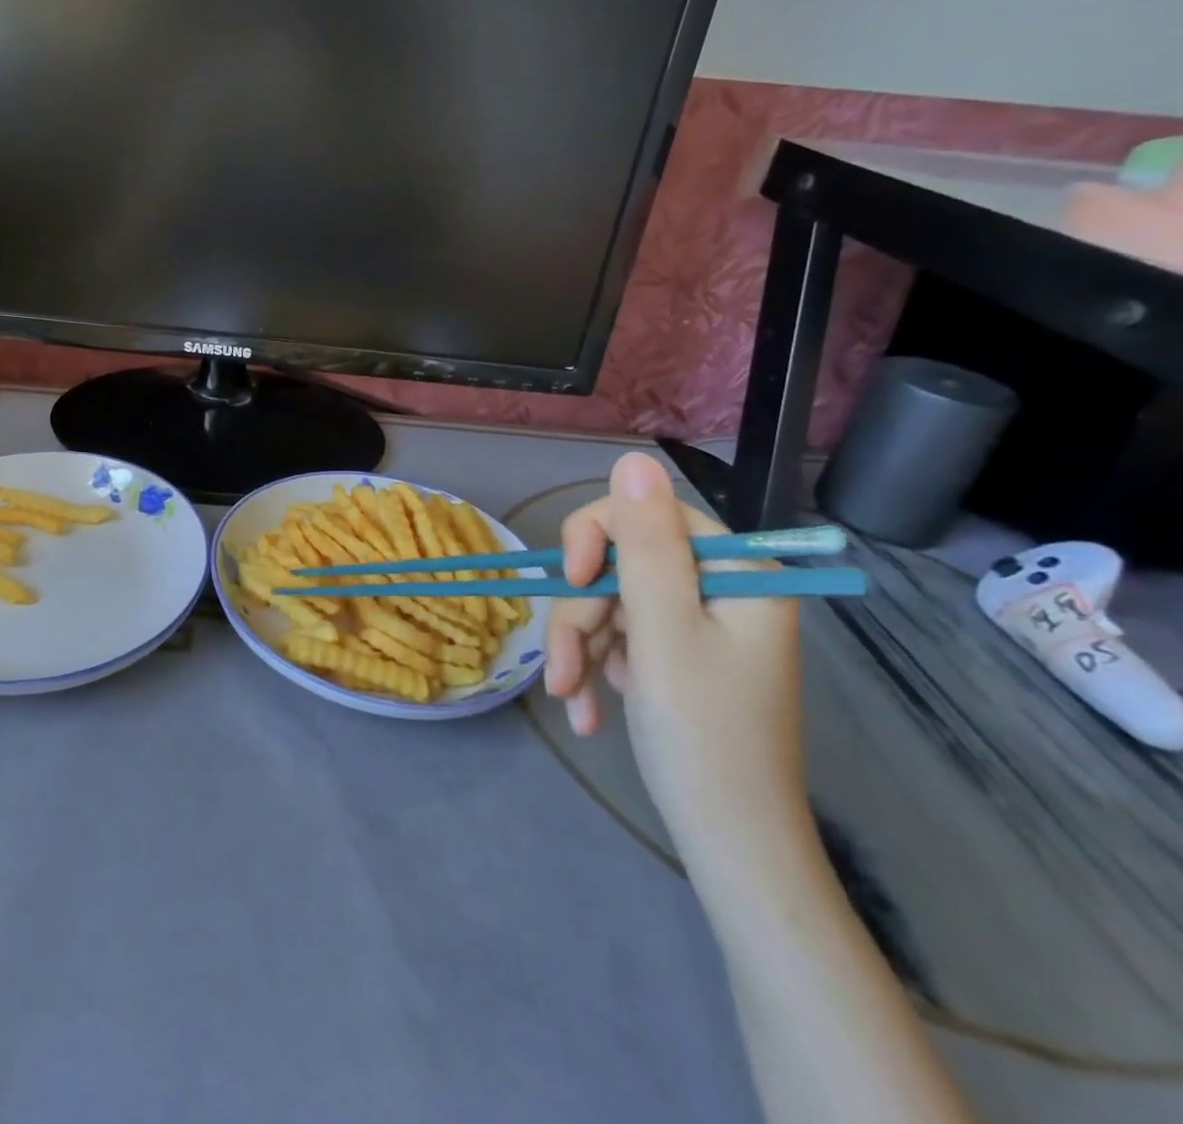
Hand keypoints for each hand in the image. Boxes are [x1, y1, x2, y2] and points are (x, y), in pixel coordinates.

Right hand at [543, 453, 806, 859]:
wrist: (729, 844)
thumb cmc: (702, 735)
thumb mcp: (663, 631)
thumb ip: (644, 543)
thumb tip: (633, 458)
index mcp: (737, 573)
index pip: (649, 514)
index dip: (596, 537)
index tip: (571, 581)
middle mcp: (720, 590)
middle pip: (621, 564)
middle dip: (581, 614)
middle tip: (564, 669)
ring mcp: (697, 626)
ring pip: (610, 602)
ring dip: (579, 648)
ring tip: (572, 699)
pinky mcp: (677, 657)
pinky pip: (619, 638)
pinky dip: (596, 668)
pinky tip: (590, 710)